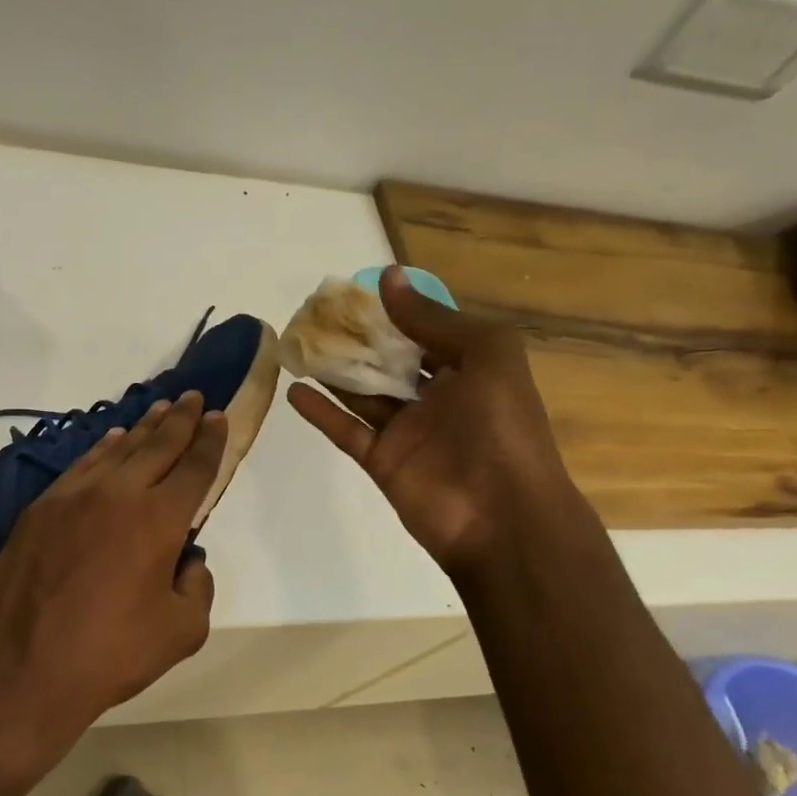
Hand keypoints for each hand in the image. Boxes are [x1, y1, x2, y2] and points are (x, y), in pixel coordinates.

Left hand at [0, 391, 225, 753]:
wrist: (21, 671)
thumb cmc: (110, 654)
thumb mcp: (181, 631)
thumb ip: (197, 587)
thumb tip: (186, 560)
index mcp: (159, 519)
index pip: (194, 467)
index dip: (210, 440)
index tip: (218, 417)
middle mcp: (118, 494)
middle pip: (158, 445)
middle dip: (180, 419)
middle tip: (193, 397)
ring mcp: (73, 497)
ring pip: (118, 450)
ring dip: (142, 428)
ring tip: (159, 409)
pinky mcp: (40, 509)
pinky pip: (81, 466)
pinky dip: (102, 450)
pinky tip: (112, 441)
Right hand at [287, 268, 576, 578]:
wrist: (502, 518)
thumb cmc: (502, 427)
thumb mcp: (485, 355)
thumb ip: (433, 319)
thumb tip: (388, 278)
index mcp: (469, 370)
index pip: (425, 332)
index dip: (393, 312)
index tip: (353, 292)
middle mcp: (436, 398)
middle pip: (387, 361)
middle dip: (356, 339)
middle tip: (314, 315)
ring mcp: (407, 431)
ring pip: (362, 393)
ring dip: (333, 369)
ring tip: (297, 343)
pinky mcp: (382, 461)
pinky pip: (346, 430)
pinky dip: (321, 412)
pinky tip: (294, 389)